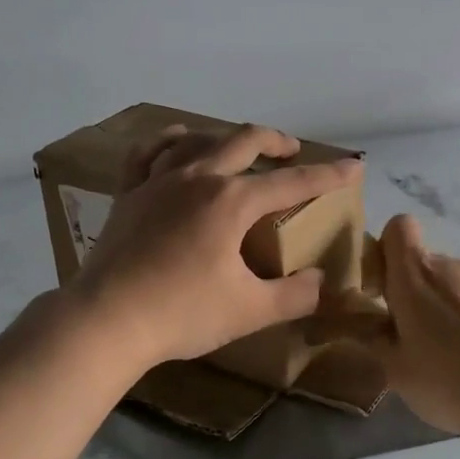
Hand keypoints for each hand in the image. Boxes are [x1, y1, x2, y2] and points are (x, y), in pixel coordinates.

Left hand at [70, 123, 362, 371]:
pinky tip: (176, 140)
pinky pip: (148, 153)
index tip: (353, 167)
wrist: (106, 321)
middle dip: (275, 141)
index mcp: (232, 201)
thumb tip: (320, 281)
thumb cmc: (182, 313)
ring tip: (240, 147)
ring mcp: (158, 181)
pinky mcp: (129, 194)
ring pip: (198, 140)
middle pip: (244, 141)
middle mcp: (198, 177)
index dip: (328, 175)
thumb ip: (295, 295)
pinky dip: (168, 140)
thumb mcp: (250, 310)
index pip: (292, 182)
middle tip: (291, 150)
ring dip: (226, 138)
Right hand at [361, 214, 459, 436]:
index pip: (399, 227)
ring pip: (459, 285)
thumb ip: (373, 337)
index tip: (385, 286)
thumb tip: (359, 320)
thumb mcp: (395, 370)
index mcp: (415, 277)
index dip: (388, 249)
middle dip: (418, 292)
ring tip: (457, 356)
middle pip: (427, 264)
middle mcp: (452, 267)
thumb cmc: (447, 381)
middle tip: (417, 338)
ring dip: (451, 308)